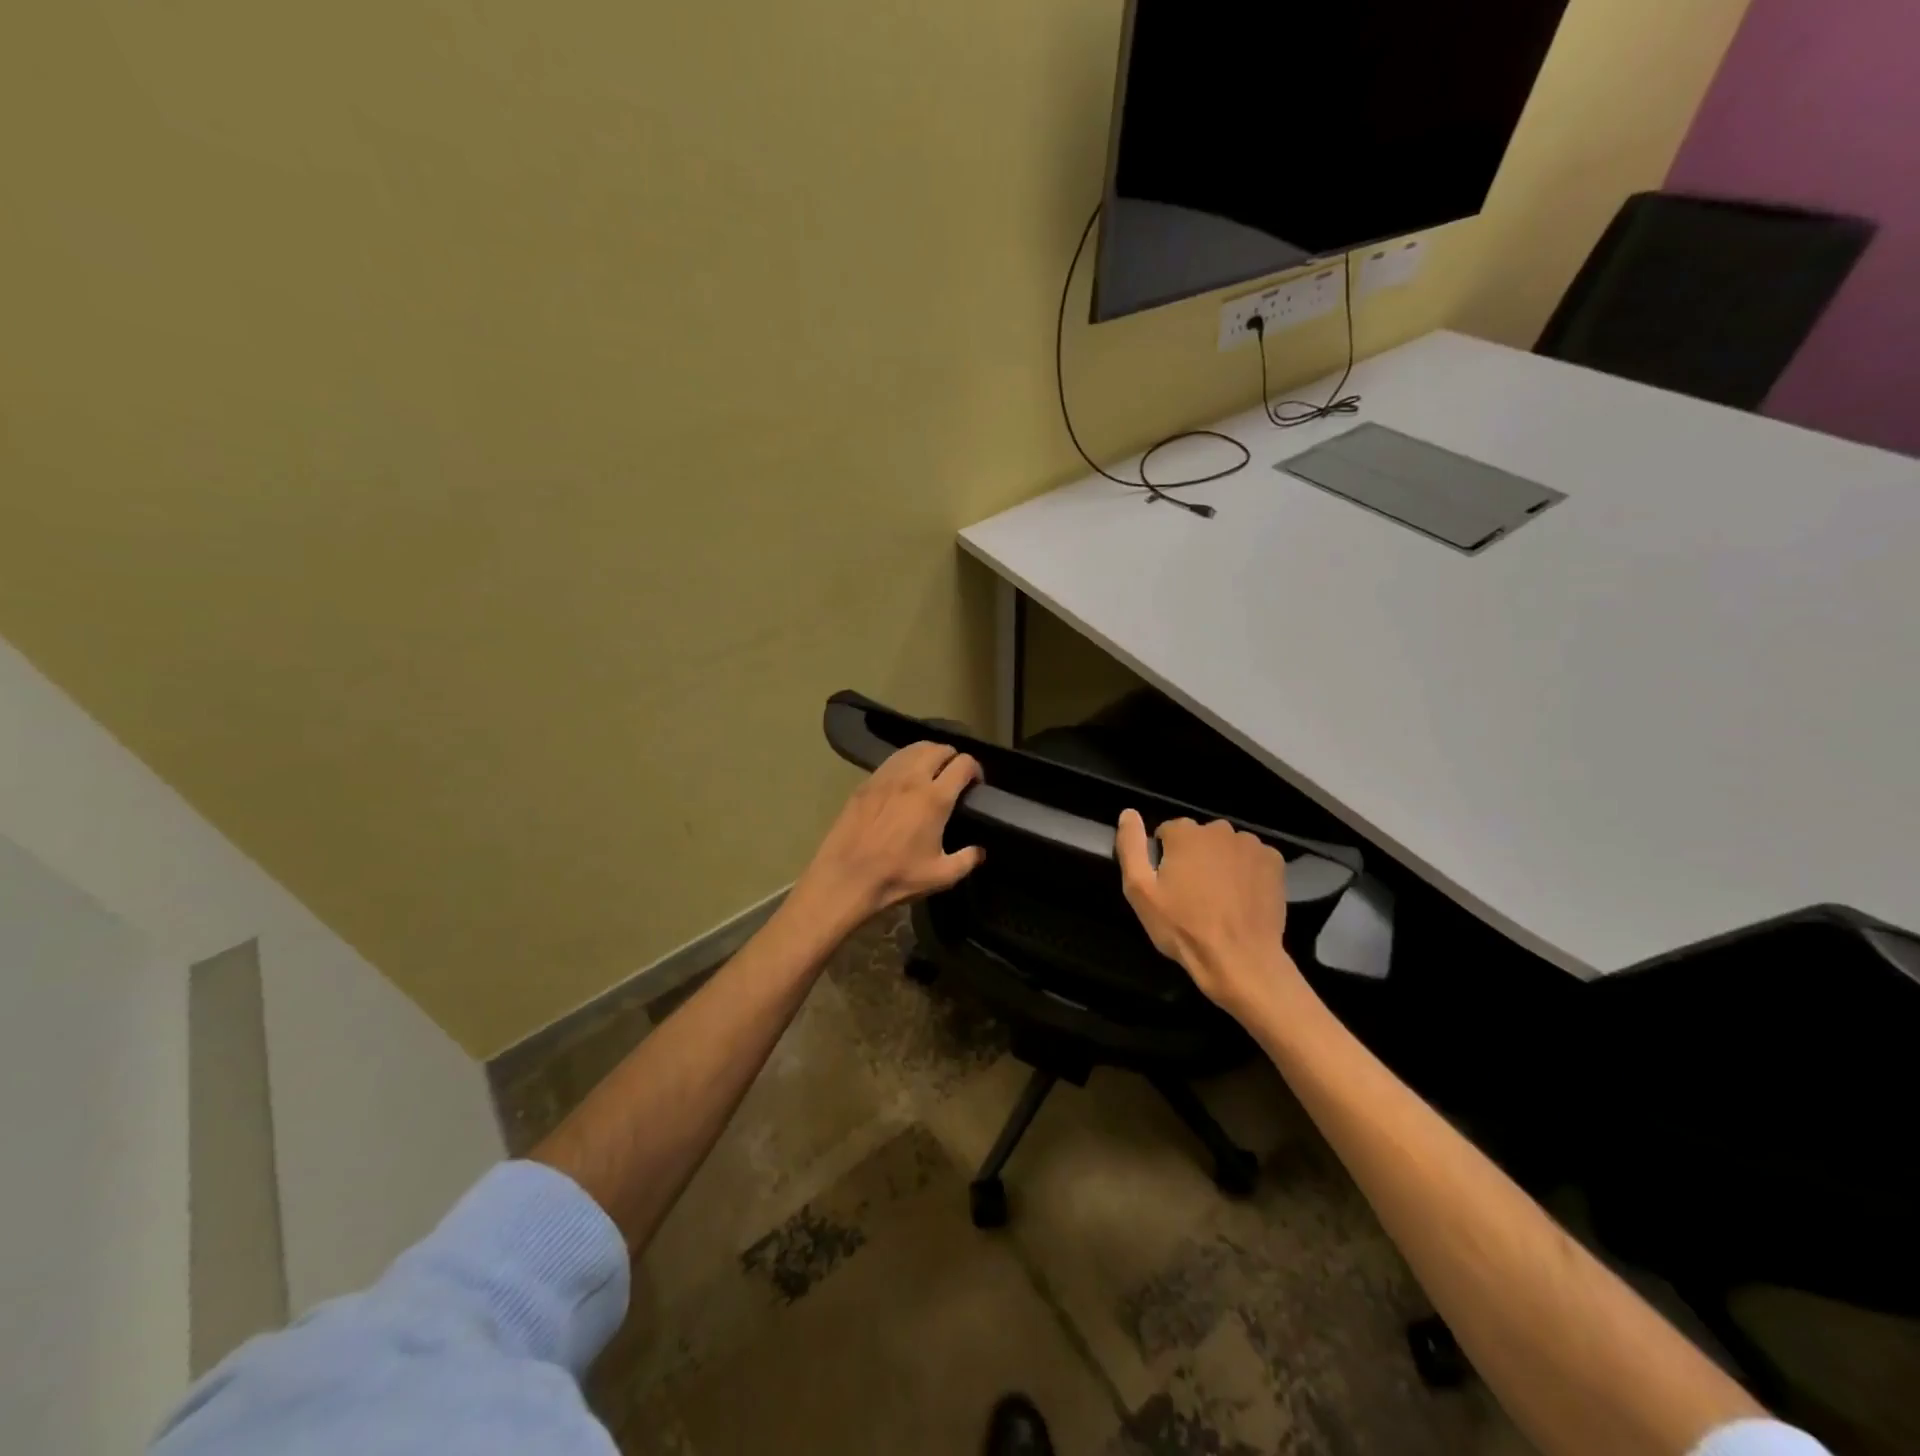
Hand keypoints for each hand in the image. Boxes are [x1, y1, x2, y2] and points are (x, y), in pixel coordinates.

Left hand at [796, 742, 985, 933]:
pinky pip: (893, 760)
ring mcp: (886, 777)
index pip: (963, 764)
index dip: (976, 769)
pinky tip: (906, 779)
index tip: (976, 784)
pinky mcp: (866, 782)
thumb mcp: (940, 876)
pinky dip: (906, 761)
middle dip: (953, 757)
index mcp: (934, 798)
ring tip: (932, 772)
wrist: (845, 878)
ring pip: (914, 748)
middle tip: (955, 777)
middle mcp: (912, 778)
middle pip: (939, 749)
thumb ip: (966, 860)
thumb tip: (979, 851)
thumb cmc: (895, 877)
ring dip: (929, 754)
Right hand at [1115, 809, 1301, 1015]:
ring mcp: (1251, 845)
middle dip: (1194, 857)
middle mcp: (1220, 830)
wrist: (1240, 959)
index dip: (1165, 857)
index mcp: (1185, 833)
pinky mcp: (1274, 862)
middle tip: (1193, 894)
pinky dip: (1247, 870)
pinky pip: (1253, 858)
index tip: (1168, 885)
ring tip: (1219, 898)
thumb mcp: (1140, 891)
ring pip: (1227, 846)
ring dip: (1221, 862)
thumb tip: (1128, 813)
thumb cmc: (1183, 927)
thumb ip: (1130, 846)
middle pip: (1199, 837)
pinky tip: (1242, 897)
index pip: (1168, 832)